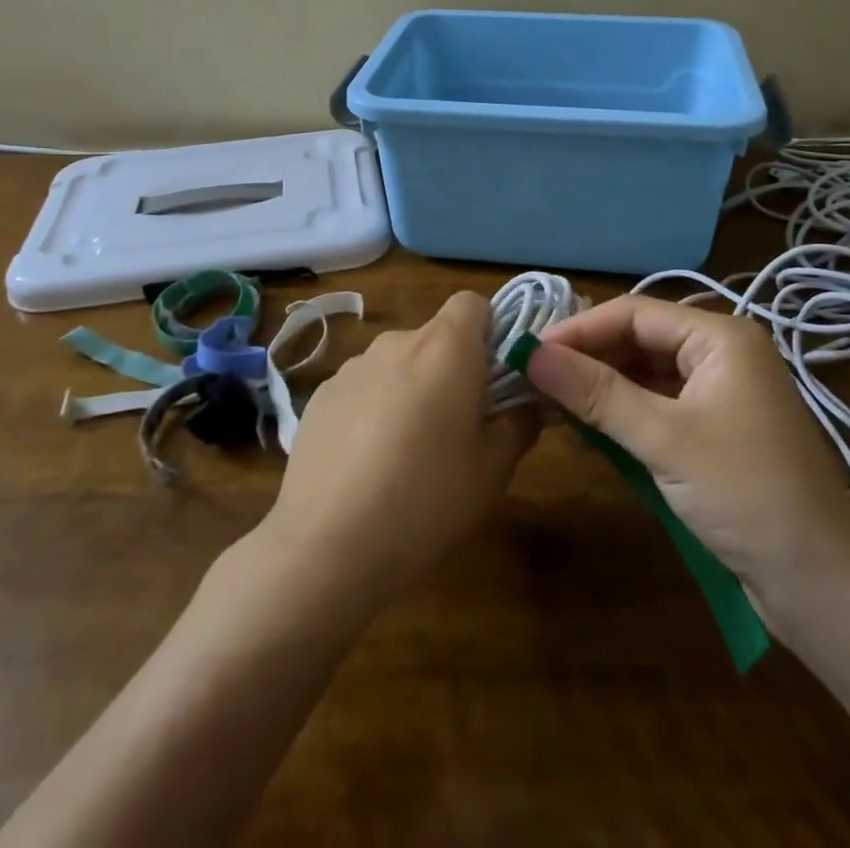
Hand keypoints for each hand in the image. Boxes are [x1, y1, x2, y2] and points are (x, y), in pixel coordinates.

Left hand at [258, 291, 538, 609]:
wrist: (324, 546)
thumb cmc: (424, 501)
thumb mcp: (492, 471)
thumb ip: (519, 424)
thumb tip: (528, 403)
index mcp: (445, 349)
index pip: (472, 304)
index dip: (490, 331)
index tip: (494, 378)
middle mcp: (397, 342)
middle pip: (436, 336)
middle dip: (452, 369)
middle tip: (460, 427)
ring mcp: (353, 367)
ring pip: (398, 363)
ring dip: (412, 389)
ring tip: (408, 454)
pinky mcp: (321, 396)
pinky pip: (363, 388)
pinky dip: (374, 409)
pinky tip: (367, 465)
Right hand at [530, 296, 849, 614]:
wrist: (821, 585)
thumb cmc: (745, 493)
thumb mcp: (663, 438)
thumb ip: (596, 393)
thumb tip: (532, 354)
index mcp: (720, 337)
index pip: (634, 314)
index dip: (579, 329)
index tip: (530, 352)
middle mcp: (721, 354)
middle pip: (639, 341)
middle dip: (588, 360)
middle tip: (534, 381)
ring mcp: (721, 394)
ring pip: (646, 376)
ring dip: (601, 391)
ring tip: (551, 406)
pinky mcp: (716, 431)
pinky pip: (658, 408)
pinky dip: (623, 417)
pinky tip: (588, 432)